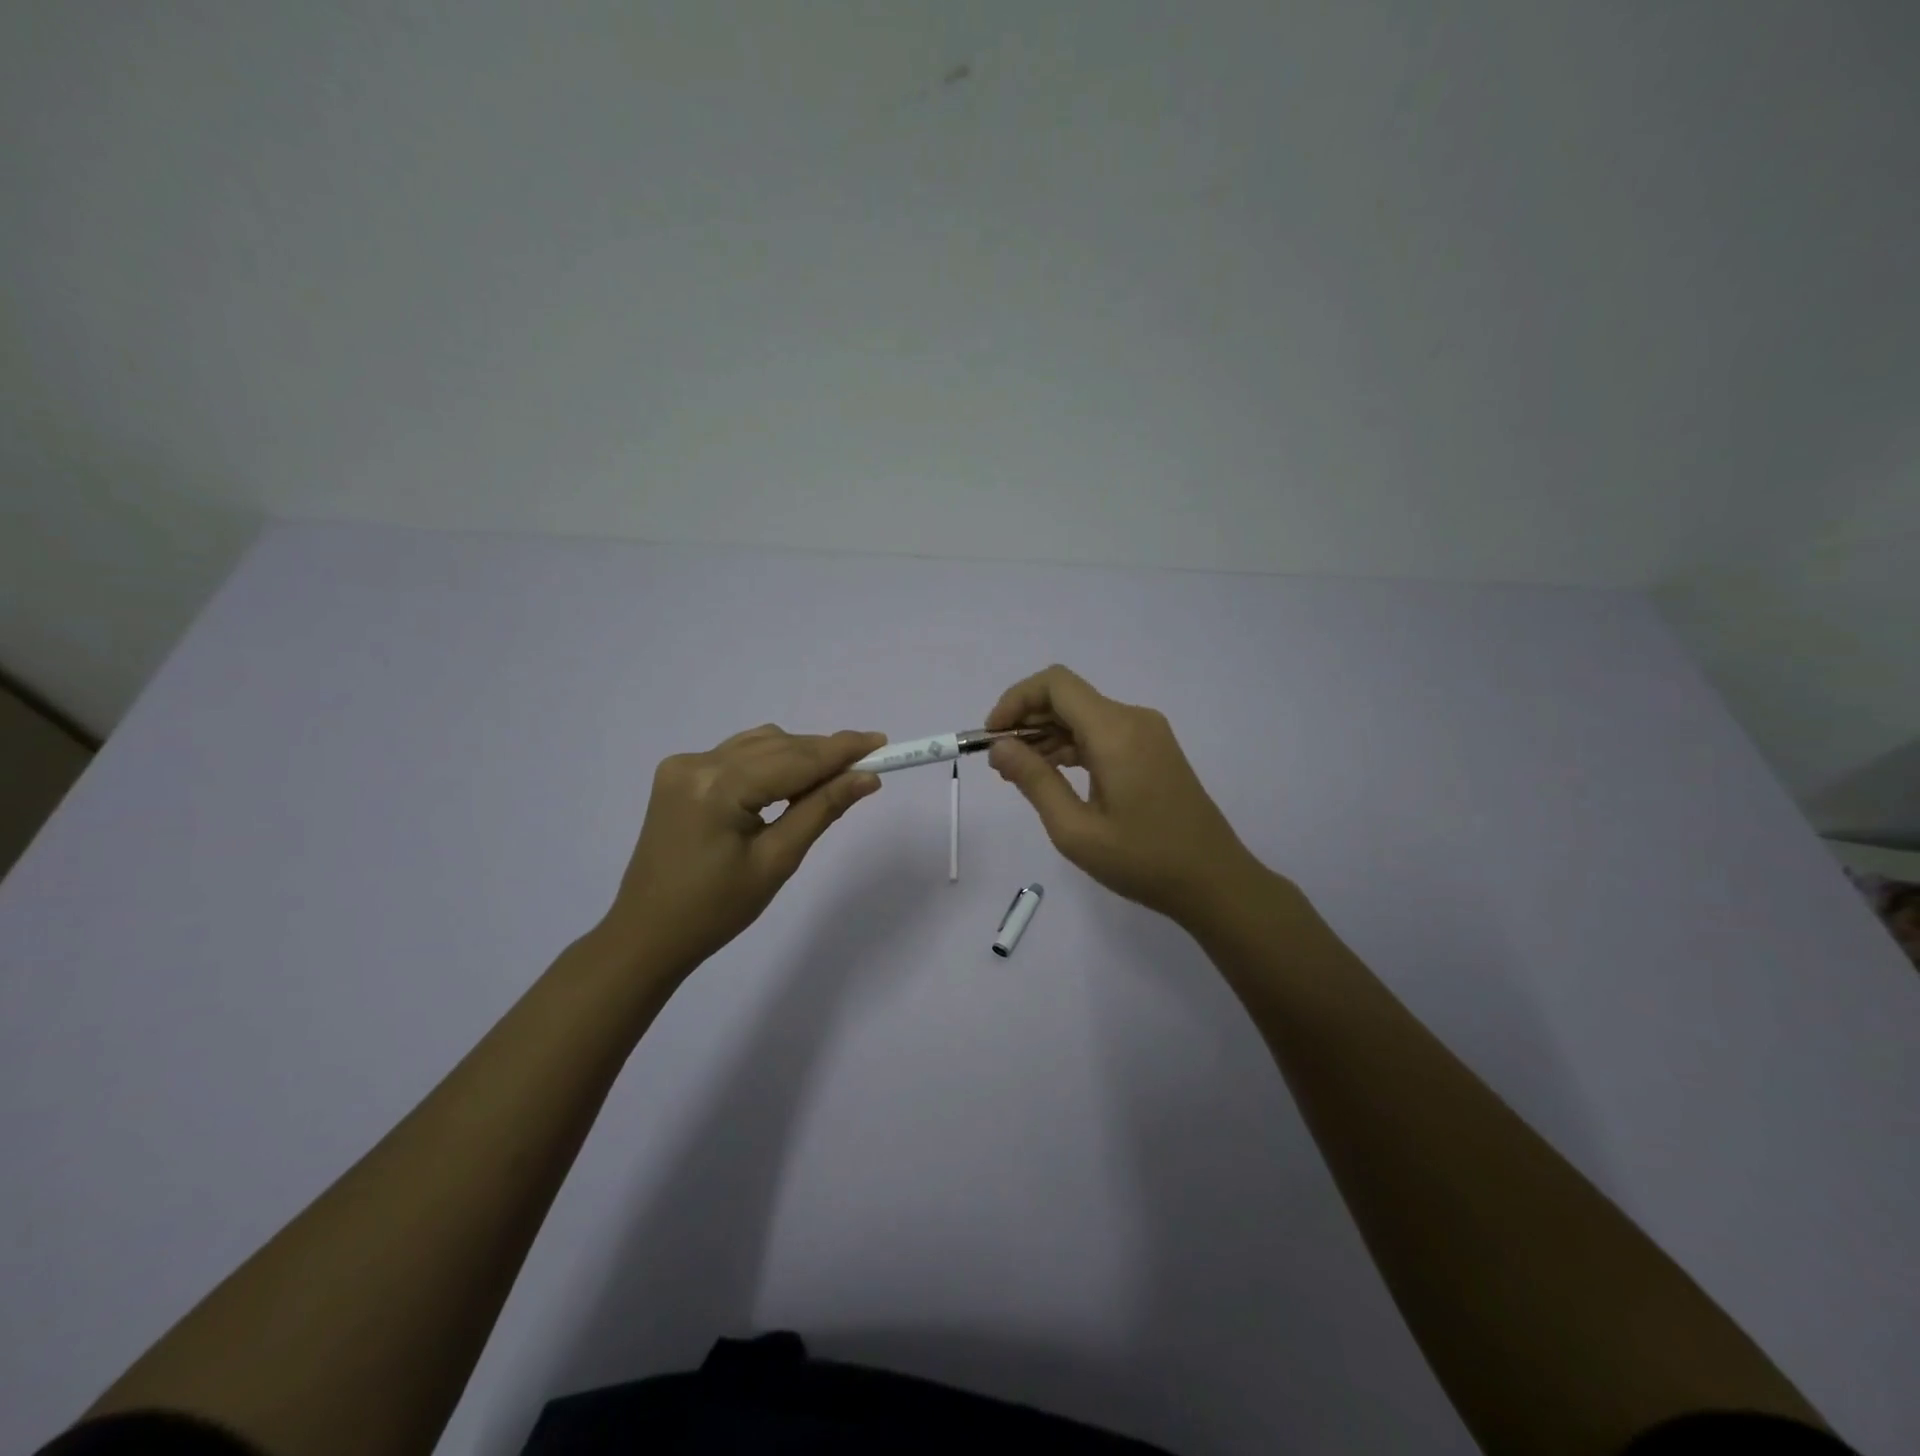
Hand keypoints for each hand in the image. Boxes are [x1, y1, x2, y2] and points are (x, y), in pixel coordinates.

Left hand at [599, 725, 884, 979]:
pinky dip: (769, 762)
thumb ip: (821, 810)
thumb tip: (866, 778)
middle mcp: (697, 763)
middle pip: (777, 746)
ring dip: (798, 755)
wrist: (647, 934)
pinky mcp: (679, 775)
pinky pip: (738, 755)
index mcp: (717, 787)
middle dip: (823, 753)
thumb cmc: (716, 911)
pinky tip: (789, 782)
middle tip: (868, 763)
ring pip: (759, 745)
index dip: (841, 750)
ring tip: (832, 778)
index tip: (882, 742)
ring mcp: (683, 766)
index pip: (794, 759)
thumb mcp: (777, 862)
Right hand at [985, 666, 1264, 923]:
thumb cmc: (1143, 861)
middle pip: (1068, 698)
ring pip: (1083, 716)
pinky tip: (1052, 776)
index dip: (1015, 700)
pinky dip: (1072, 747)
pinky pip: (1102, 734)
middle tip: (999, 765)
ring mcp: (1148, 733)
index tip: (992, 736)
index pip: (1055, 684)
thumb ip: (1034, 781)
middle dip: (1026, 722)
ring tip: (1019, 776)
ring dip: (1047, 737)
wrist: (1215, 882)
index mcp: (1115, 731)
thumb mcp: (1075, 830)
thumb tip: (999, 747)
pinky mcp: (1153, 750)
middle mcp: (1133, 720)